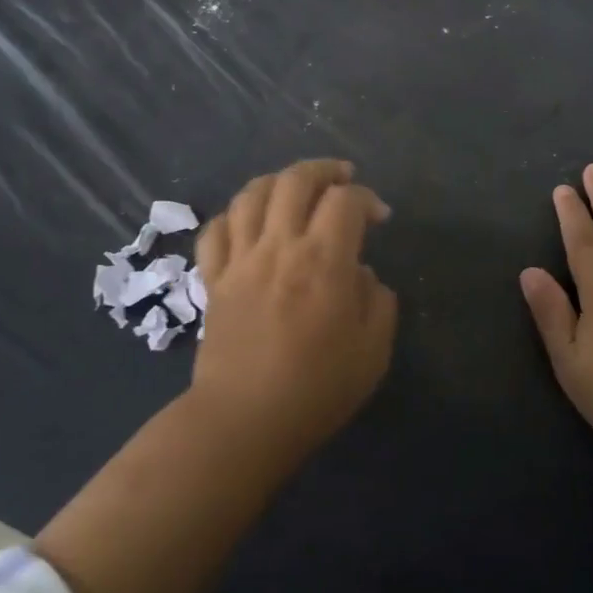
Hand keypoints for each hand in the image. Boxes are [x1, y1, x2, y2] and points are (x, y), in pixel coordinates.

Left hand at [191, 159, 397, 465]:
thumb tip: (360, 274)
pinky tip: (249, 223)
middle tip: (341, 178)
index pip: (345, 200)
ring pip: (252, 194)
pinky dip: (234, 215)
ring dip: (278, 181)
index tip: (379, 217)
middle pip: (295, 180)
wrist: (243, 423)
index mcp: (323, 260)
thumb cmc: (316, 389)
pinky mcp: (213, 279)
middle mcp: (279, 246)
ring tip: (295, 189)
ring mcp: (240, 260)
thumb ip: (377, 301)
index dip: (367, 198)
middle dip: (323, 170)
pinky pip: (216, 230)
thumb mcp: (372, 351)